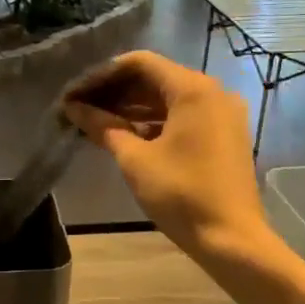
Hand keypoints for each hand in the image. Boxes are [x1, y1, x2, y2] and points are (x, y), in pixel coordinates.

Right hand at [62, 50, 265, 259]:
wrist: (231, 239)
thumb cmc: (181, 194)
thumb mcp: (135, 159)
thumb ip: (103, 127)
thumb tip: (73, 108)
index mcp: (193, 89)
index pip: (140, 64)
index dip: (103, 75)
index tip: (75, 93)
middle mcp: (212, 92)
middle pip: (155, 79)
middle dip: (115, 92)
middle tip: (80, 108)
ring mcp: (221, 114)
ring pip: (168, 99)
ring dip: (132, 108)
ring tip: (95, 122)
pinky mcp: (224, 134)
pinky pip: (182, 116)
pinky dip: (153, 122)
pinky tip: (124, 135)